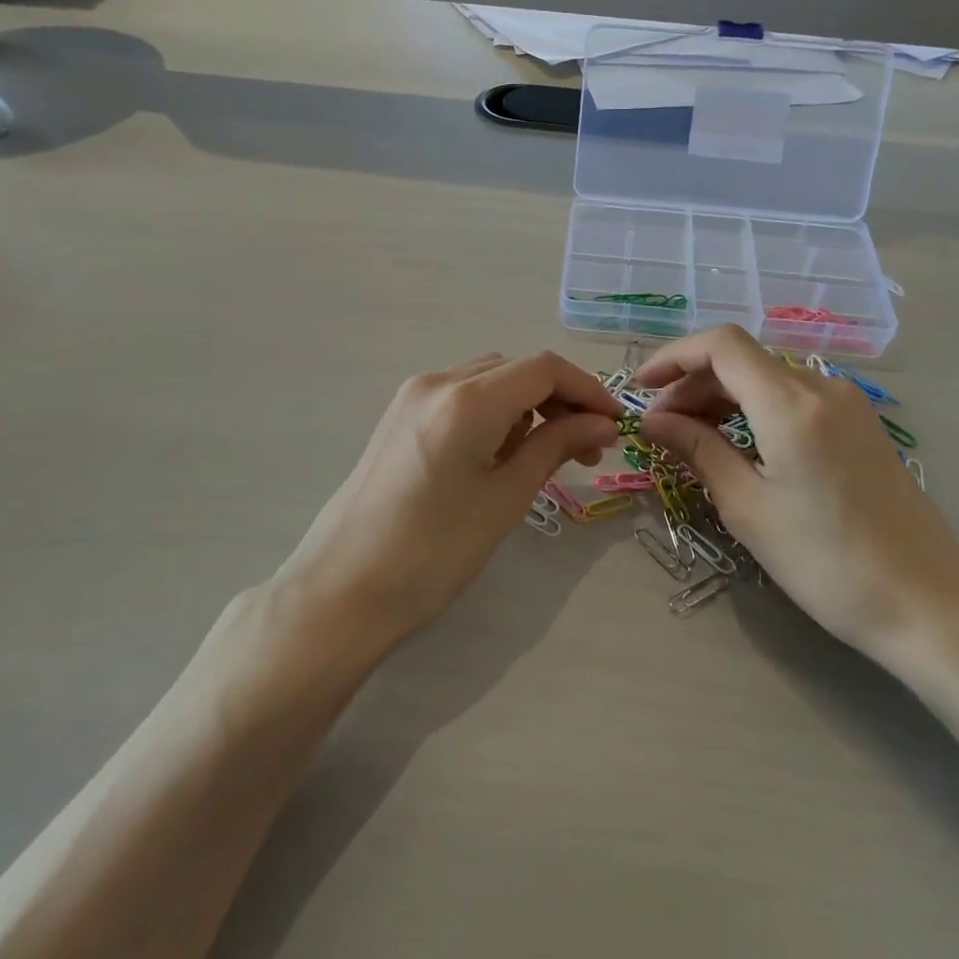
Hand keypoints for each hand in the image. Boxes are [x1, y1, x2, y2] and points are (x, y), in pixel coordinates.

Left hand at [278, 351, 620, 642]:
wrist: (343, 589)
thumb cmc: (433, 552)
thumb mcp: (506, 498)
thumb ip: (556, 447)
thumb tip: (601, 424)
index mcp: (467, 399)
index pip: (544, 369)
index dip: (588, 390)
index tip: (615, 425)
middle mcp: (437, 382)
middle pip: (516, 369)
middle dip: (559, 400)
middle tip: (587, 449)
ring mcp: (412, 396)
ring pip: (489, 380)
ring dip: (527, 407)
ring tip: (542, 457)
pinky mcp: (399, 416)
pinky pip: (461, 396)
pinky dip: (494, 413)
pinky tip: (499, 455)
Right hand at [635, 326, 958, 661]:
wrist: (928, 603)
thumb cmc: (827, 561)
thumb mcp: (748, 507)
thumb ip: (697, 451)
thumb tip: (653, 421)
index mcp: (791, 403)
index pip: (720, 345)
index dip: (672, 357)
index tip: (639, 389)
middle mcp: (821, 388)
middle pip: (742, 361)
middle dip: (692, 385)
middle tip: (660, 429)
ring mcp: (847, 405)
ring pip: (767, 379)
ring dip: (722, 399)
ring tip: (691, 440)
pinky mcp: (859, 427)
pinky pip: (793, 400)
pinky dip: (754, 411)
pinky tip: (737, 446)